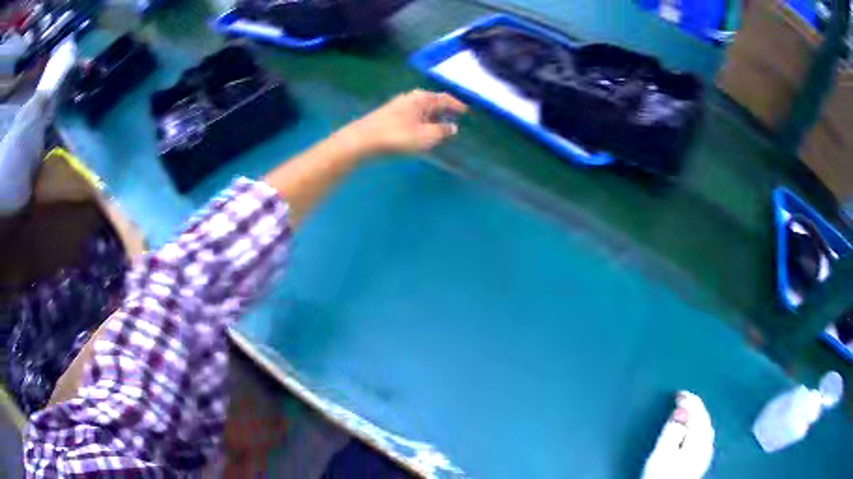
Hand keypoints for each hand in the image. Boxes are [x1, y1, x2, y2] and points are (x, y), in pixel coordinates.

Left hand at [341, 89, 467, 154]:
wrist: (362, 141)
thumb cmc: (397, 137)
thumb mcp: (426, 136)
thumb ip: (442, 131)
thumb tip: (453, 127)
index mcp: (422, 98)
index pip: (445, 98)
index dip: (457, 105)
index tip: (466, 111)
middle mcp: (411, 98)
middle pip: (432, 101)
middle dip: (444, 109)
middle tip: (455, 117)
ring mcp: (398, 105)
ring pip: (421, 108)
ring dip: (432, 115)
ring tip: (440, 124)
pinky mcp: (388, 116)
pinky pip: (412, 115)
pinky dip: (421, 120)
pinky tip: (421, 129)